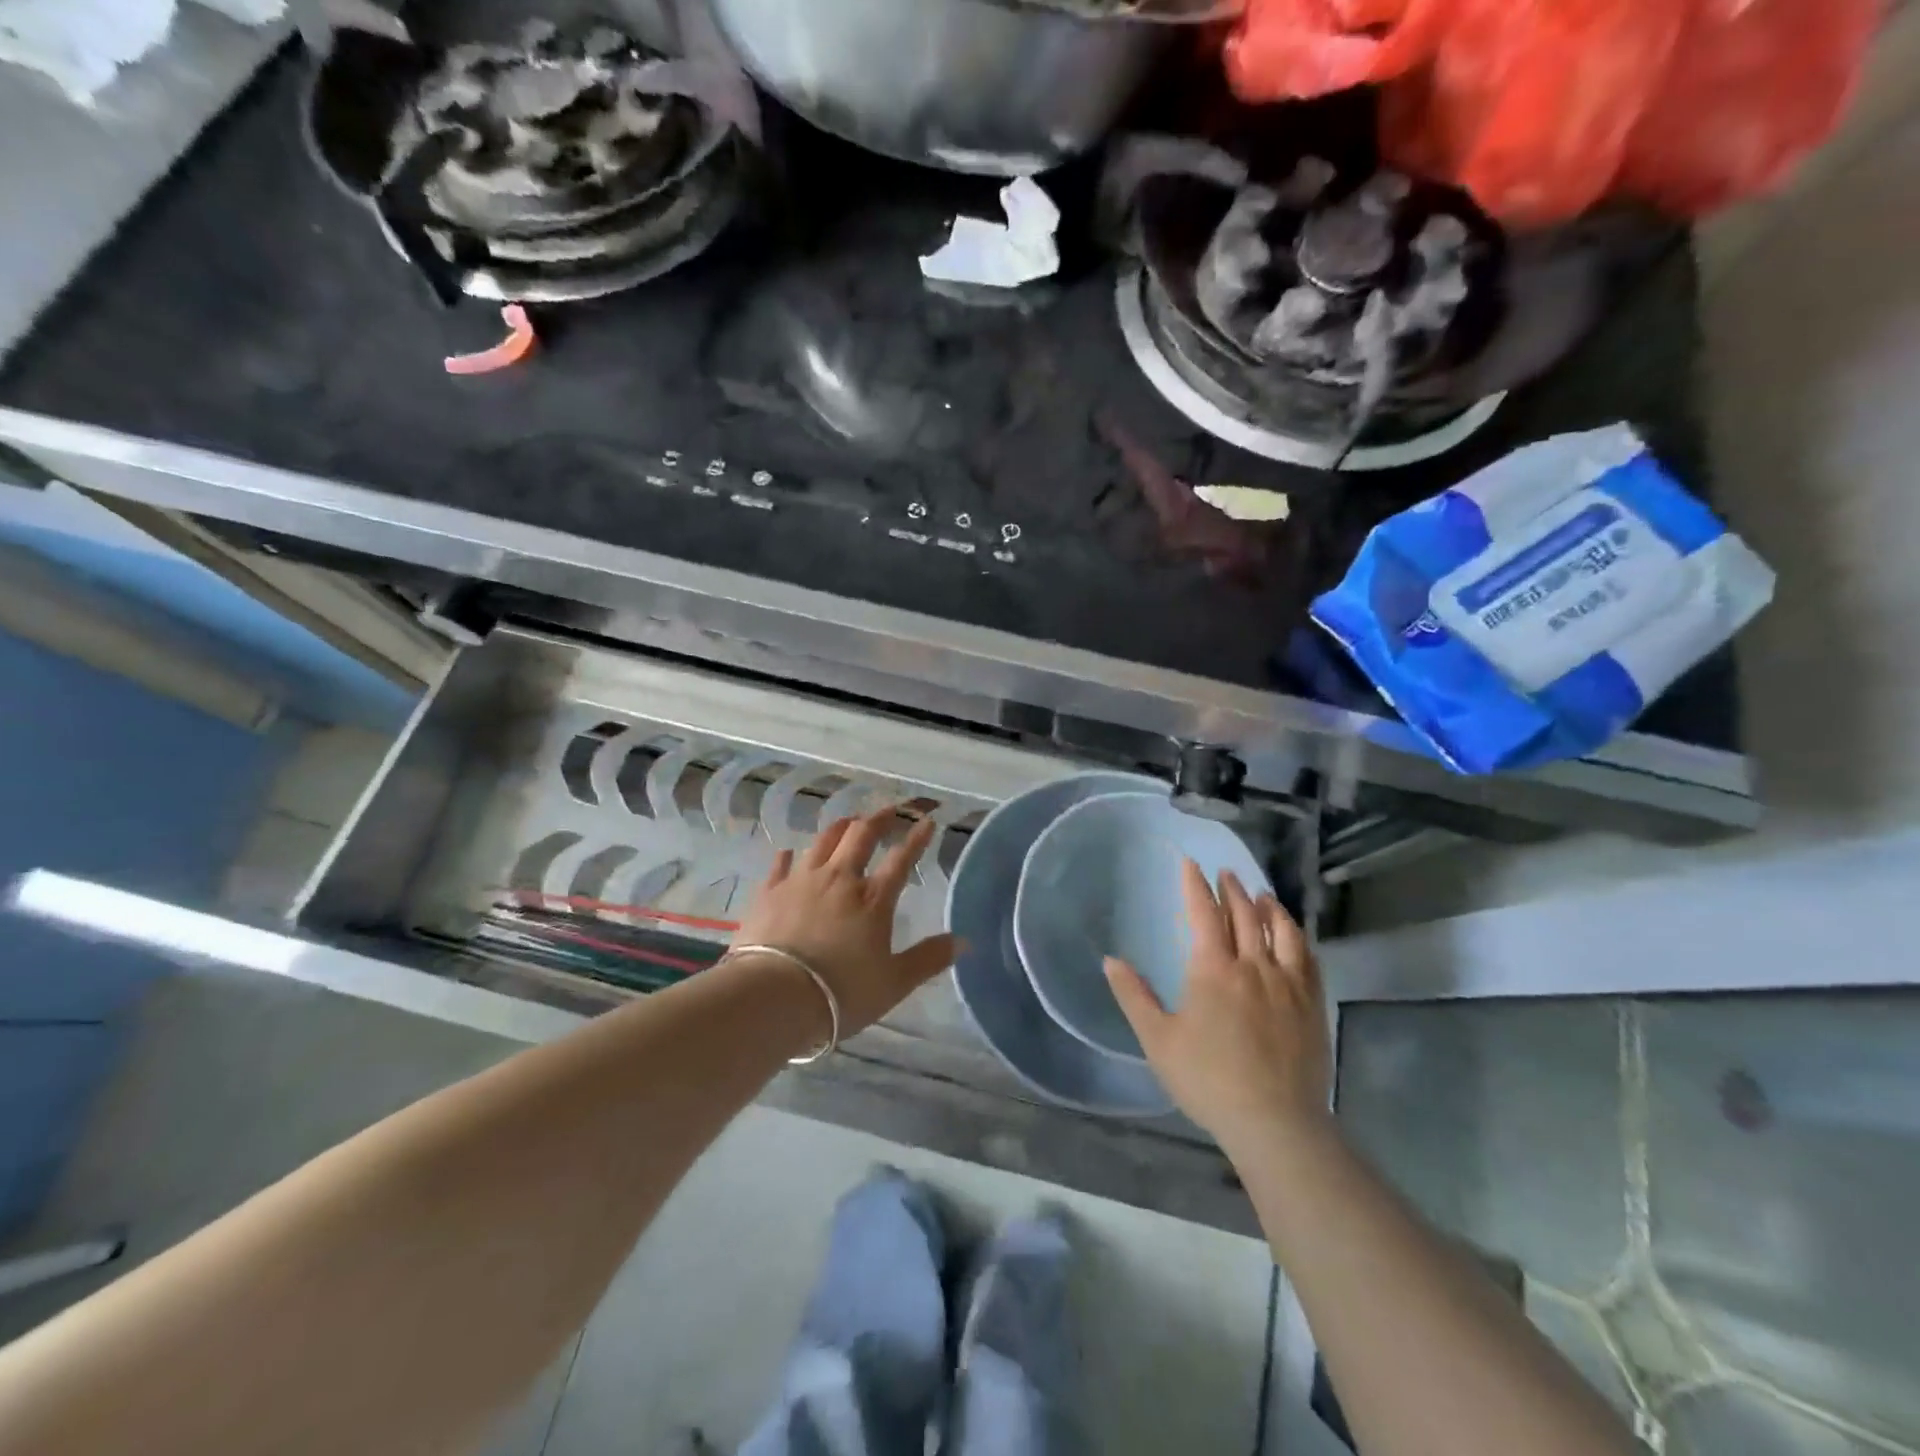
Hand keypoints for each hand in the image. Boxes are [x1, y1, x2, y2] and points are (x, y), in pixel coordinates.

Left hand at [731, 810, 958, 1034]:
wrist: (774, 997)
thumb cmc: (841, 993)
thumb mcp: (894, 983)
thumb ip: (929, 959)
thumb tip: (964, 941)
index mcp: (873, 899)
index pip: (901, 859)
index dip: (917, 838)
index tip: (927, 821)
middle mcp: (839, 879)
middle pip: (861, 836)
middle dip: (879, 819)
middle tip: (890, 810)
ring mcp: (801, 881)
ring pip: (823, 841)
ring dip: (840, 827)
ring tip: (848, 822)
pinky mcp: (769, 892)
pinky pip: (781, 864)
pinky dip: (790, 855)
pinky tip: (790, 852)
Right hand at [1106, 861, 1330, 1152]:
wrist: (1275, 1122)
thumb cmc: (1208, 1080)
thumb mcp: (1158, 1040)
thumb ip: (1133, 996)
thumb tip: (1110, 960)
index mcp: (1213, 969)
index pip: (1204, 913)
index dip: (1195, 885)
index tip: (1190, 864)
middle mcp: (1253, 965)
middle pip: (1244, 915)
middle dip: (1232, 890)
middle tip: (1225, 874)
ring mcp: (1288, 984)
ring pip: (1281, 931)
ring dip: (1268, 907)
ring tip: (1261, 894)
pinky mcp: (1311, 1004)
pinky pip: (1307, 958)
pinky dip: (1297, 937)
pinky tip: (1293, 936)